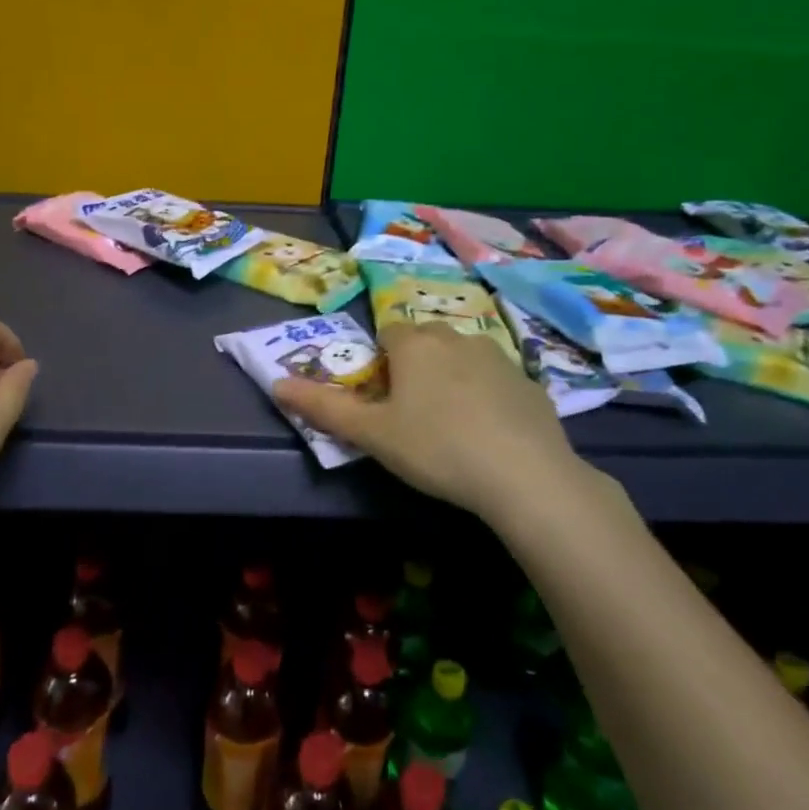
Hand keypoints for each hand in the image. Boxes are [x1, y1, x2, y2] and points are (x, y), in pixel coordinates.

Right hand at [274, 322, 590, 529]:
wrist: (525, 476)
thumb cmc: (435, 447)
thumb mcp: (371, 433)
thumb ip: (322, 407)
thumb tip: (276, 384)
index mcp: (416, 344)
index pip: (388, 333)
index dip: (381, 362)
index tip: (384, 399)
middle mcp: (457, 337)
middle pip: (426, 341)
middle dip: (415, 365)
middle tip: (412, 413)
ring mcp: (500, 357)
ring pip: (464, 357)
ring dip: (452, 378)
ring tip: (452, 425)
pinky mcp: (532, 384)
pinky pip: (498, 381)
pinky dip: (488, 397)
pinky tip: (489, 434)